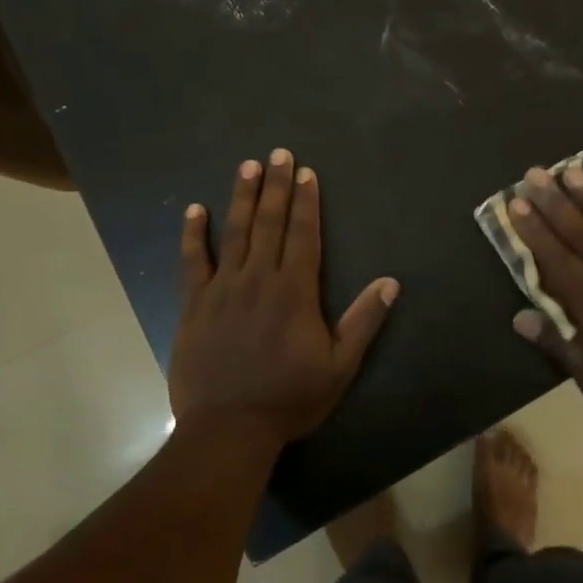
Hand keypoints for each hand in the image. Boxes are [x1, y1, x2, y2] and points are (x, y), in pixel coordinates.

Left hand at [168, 150, 398, 451]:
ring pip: (234, 233)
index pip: (303, 235)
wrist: (229, 429)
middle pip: (270, 223)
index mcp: (294, 291)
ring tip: (247, 166)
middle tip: (279, 153)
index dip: (306, 201)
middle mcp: (258, 279)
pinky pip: (192, 263)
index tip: (307, 172)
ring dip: (242, 198)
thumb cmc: (289, 399)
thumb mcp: (339, 366)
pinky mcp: (194, 305)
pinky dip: (193, 235)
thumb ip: (363, 321)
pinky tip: (195, 209)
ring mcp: (223, 289)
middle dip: (277, 186)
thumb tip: (390, 282)